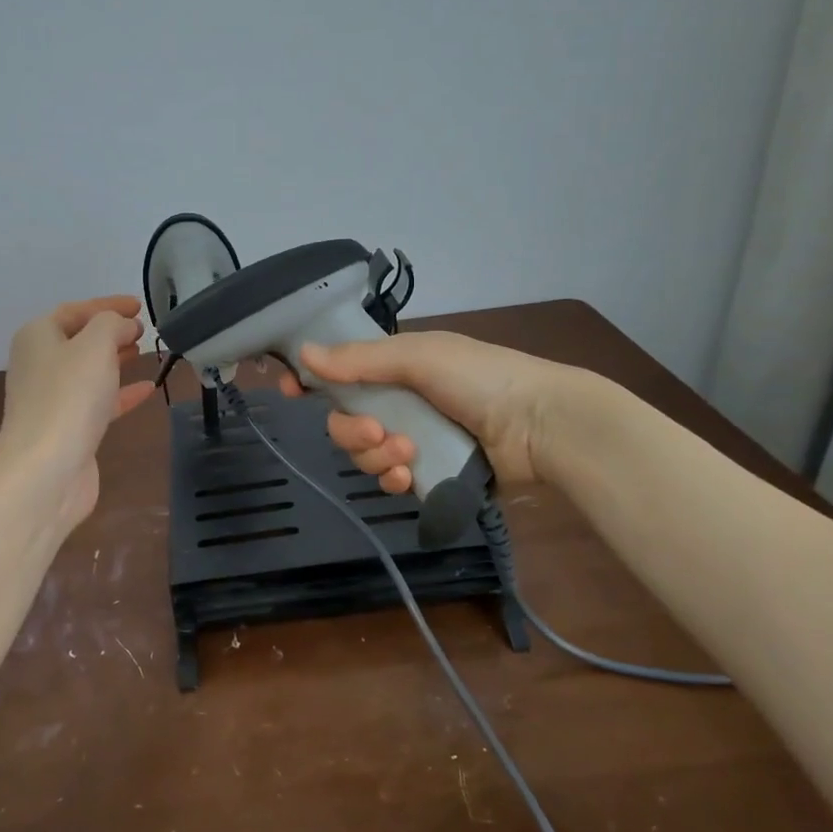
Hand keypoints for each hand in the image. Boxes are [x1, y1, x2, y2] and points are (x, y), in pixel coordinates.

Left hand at [0, 295, 155, 530]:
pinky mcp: (67, 429)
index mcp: (38, 337)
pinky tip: (148, 389)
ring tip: (146, 352)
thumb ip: (112, 324)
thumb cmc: (68, 397)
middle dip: (111, 332)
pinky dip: (121, 393)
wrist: (46, 471)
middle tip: (144, 330)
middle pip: (79, 340)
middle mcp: (39, 365)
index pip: (75, 310)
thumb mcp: (95, 345)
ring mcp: (52, 400)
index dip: (107, 305)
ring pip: (88, 371)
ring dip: (116, 361)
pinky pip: (97, 402)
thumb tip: (123, 325)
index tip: (139, 305)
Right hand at [278, 330, 571, 491]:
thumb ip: (360, 359)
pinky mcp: (430, 472)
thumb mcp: (420, 357)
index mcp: (396, 367)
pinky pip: (390, 479)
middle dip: (352, 431)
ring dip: (377, 456)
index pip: (340, 372)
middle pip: (345, 421)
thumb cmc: (481, 378)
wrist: (542, 426)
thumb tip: (304, 352)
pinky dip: (394, 478)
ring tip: (409, 454)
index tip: (290, 391)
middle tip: (377, 433)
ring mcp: (414, 438)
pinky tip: (411, 475)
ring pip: (364, 454)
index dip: (312, 382)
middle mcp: (399, 402)